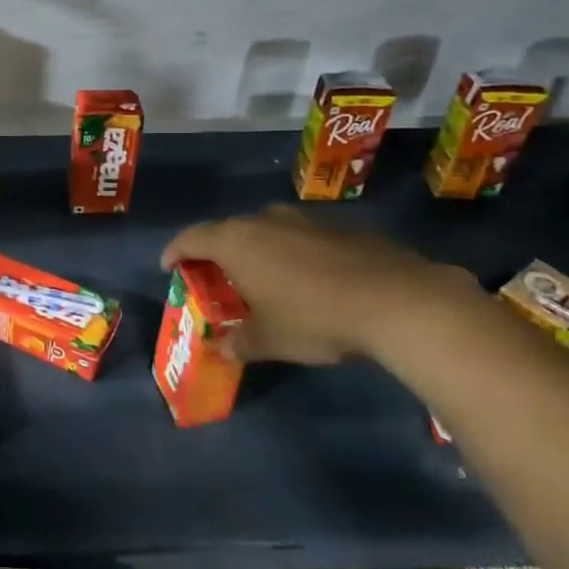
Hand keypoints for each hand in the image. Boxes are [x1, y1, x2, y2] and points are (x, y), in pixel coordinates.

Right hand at [161, 205, 474, 365]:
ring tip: (263, 278)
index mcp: (237, 242)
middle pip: (229, 230)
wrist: (399, 300)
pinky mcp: (342, 226)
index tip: (169, 267)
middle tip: (217, 278)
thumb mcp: (270, 340)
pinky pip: (302, 236)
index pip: (192, 237)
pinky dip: (293, 252)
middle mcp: (266, 221)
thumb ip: (239, 342)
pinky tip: (309, 279)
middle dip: (217, 252)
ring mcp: (306, 220)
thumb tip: (221, 349)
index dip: (175, 251)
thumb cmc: (315, 318)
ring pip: (268, 229)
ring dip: (257, 249)